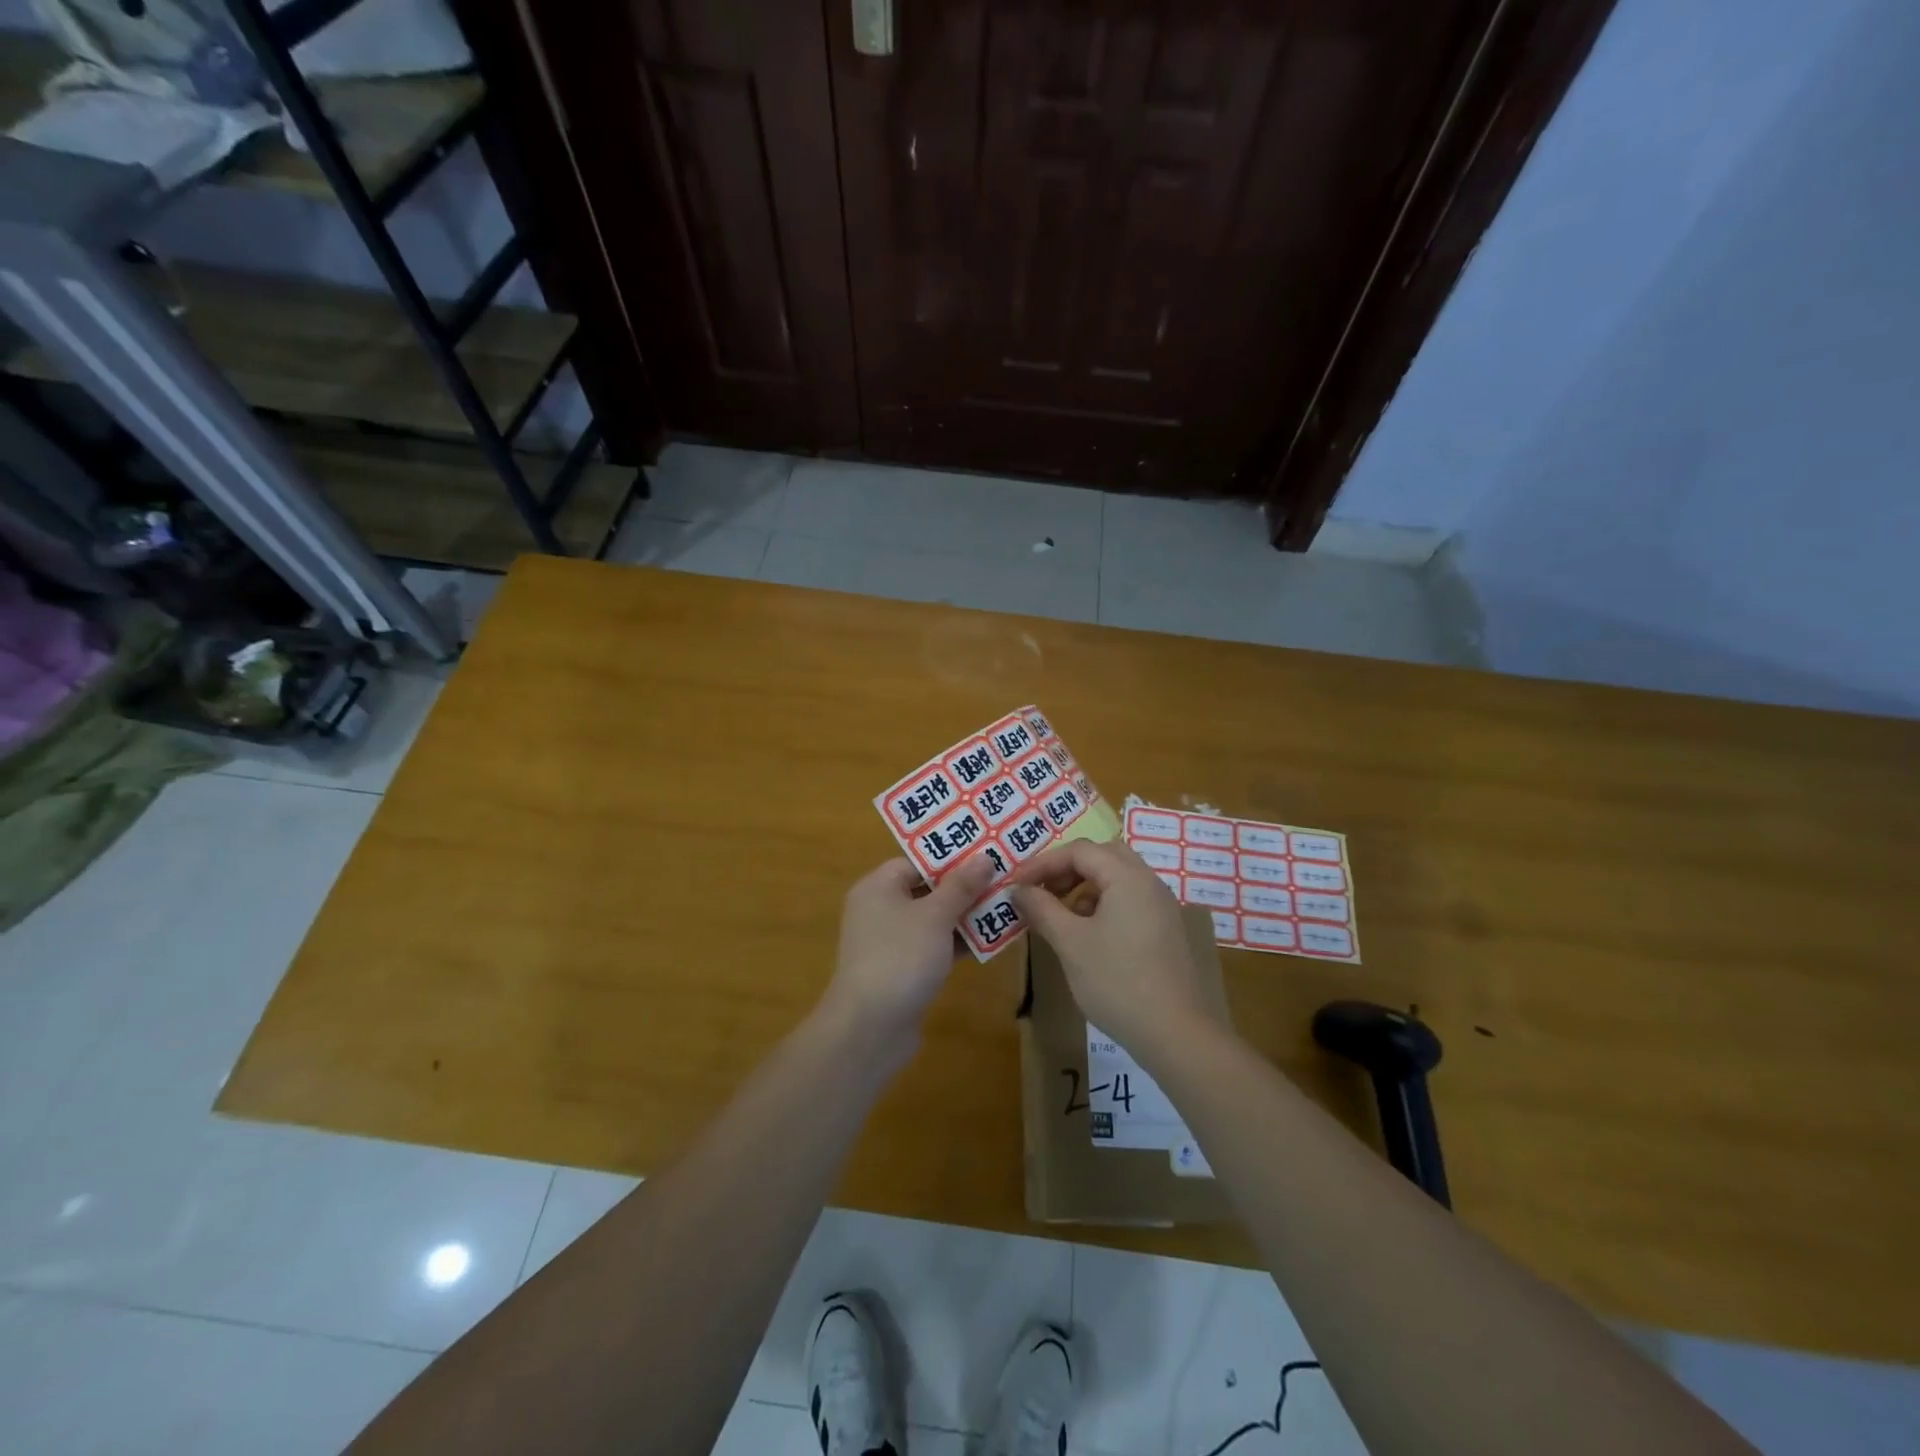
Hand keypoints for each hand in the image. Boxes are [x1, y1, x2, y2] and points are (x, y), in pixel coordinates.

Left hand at [821, 857, 995, 1045]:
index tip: (988, 855)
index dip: (951, 857)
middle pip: (927, 889)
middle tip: (1004, 879)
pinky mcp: (903, 970)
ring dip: (966, 916)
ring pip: (934, 920)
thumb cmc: (900, 958)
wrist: (869, 1029)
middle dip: (965, 887)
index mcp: (878, 887)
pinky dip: (958, 943)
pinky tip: (991, 940)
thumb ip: (961, 886)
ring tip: (1006, 906)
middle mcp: (880, 909)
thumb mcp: (935, 916)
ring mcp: (891, 942)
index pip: (917, 861)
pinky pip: (934, 946)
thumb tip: (984, 857)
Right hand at [1011, 839, 1222, 1057]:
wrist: (1178, 1035)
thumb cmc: (1118, 982)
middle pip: (1103, 856)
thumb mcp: (1071, 943)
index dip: (1043, 863)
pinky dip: (1104, 905)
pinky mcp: (1167, 931)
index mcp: (1128, 877)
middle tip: (1042, 892)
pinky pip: (1130, 901)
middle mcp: (1149, 883)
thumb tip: (1019, 890)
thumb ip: (1042, 909)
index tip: (1017, 885)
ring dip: (1084, 888)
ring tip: (1061, 917)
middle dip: (1067, 869)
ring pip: (1118, 879)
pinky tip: (1089, 937)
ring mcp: (1162, 907)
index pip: (1079, 850)